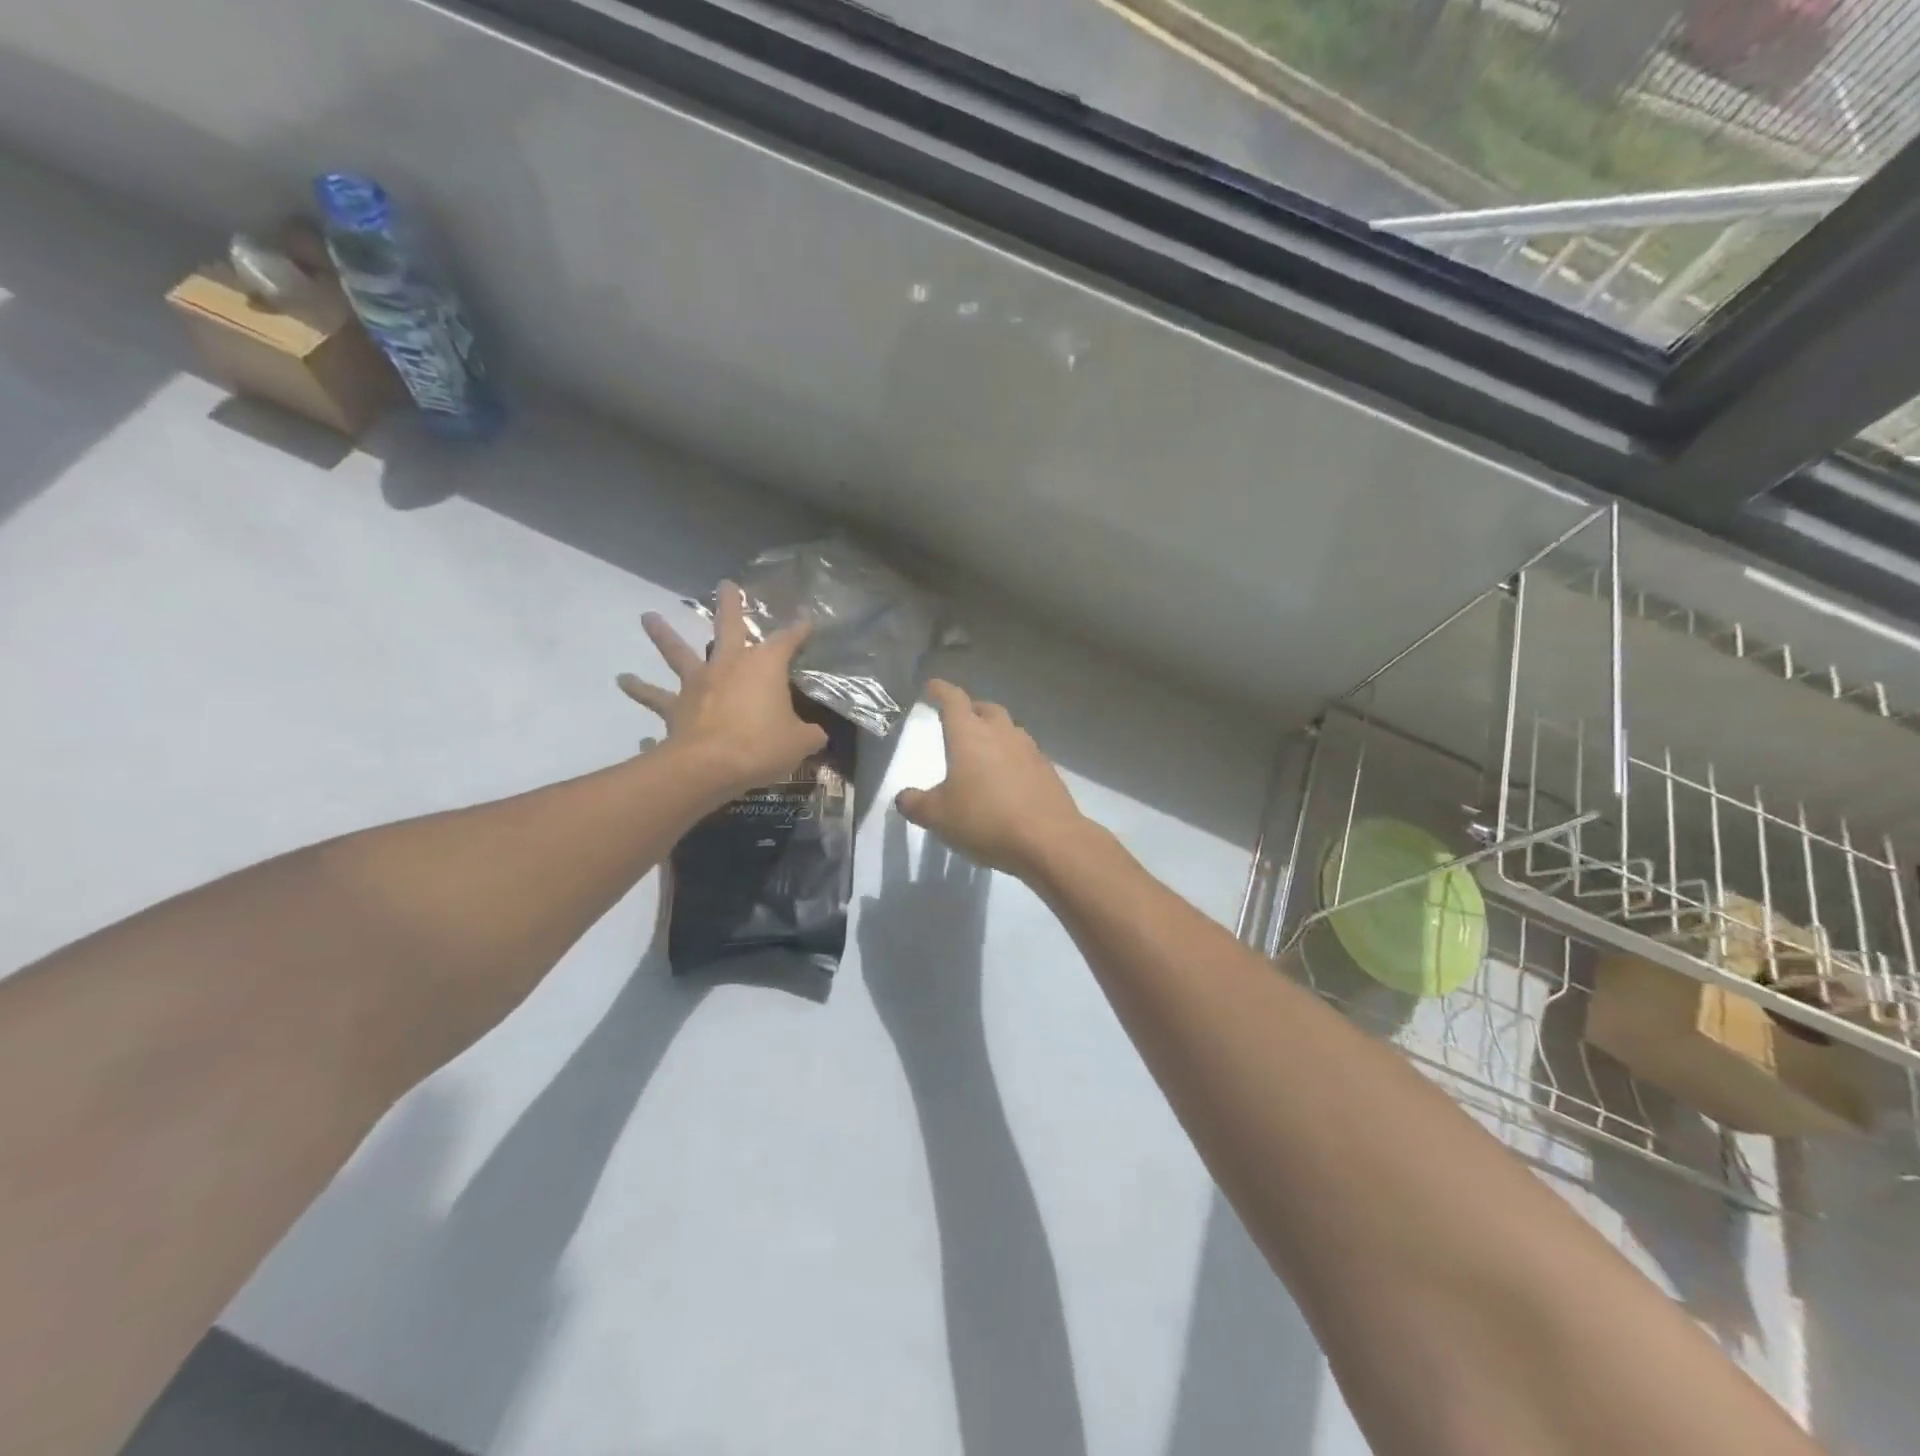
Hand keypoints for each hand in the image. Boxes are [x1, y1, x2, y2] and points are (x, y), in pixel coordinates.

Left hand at [616, 582, 826, 794]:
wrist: (709, 765)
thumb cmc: (761, 746)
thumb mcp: (800, 742)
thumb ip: (809, 735)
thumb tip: (816, 735)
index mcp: (764, 666)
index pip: (787, 641)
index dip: (799, 631)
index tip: (806, 622)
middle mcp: (729, 665)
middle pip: (728, 627)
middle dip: (729, 605)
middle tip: (725, 584)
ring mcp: (697, 684)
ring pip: (678, 652)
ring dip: (663, 634)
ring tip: (647, 617)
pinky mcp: (674, 707)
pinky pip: (654, 697)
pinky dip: (640, 690)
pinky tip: (624, 682)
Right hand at [895, 680, 1086, 878]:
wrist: (1049, 840)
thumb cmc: (985, 820)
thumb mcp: (938, 817)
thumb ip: (916, 804)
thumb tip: (904, 797)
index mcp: (969, 734)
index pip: (953, 699)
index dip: (940, 690)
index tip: (932, 687)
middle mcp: (1001, 732)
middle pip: (985, 709)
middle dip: (970, 710)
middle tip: (959, 721)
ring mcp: (1029, 749)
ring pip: (1008, 729)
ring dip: (994, 732)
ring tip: (983, 750)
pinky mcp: (1047, 769)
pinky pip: (1024, 752)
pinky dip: (1012, 756)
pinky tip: (1007, 777)